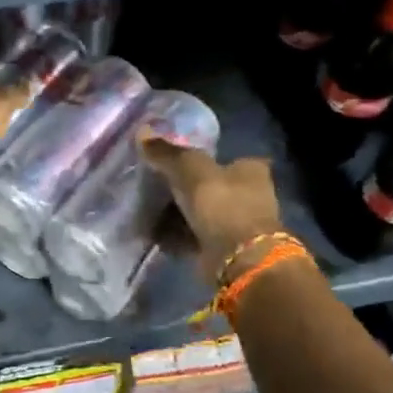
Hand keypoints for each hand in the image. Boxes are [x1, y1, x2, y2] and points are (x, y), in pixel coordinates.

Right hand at [141, 140, 286, 282]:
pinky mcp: (222, 249)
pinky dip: (175, 235)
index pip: (224, 157)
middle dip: (182, 188)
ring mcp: (236, 224)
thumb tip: (142, 133)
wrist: (239, 260)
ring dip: (175, 214)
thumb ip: (168, 153)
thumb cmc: (222, 205)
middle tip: (152, 186)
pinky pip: (192, 236)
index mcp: (250, 170)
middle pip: (209, 186)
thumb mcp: (191, 170)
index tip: (171, 161)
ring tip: (145, 210)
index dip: (199, 158)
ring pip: (199, 213)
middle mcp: (248, 195)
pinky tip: (152, 233)